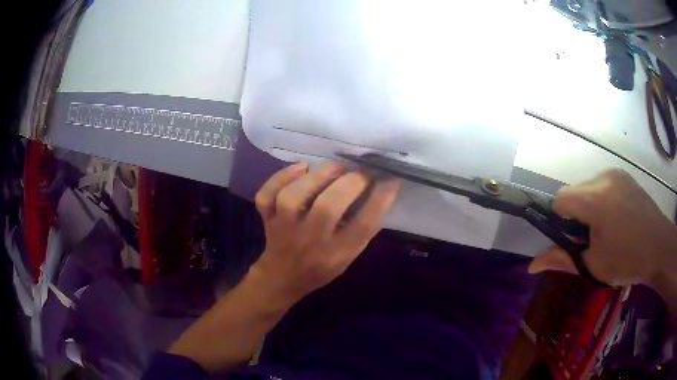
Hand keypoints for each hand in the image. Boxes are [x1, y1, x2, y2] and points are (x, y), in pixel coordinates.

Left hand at [250, 162, 399, 304]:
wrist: (282, 278)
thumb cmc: (321, 267)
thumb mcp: (348, 257)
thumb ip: (362, 230)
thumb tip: (380, 192)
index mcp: (335, 254)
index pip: (362, 226)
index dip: (379, 200)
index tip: (390, 180)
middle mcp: (309, 241)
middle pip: (327, 208)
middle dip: (349, 184)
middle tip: (361, 173)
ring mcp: (283, 228)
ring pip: (293, 197)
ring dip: (316, 177)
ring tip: (335, 168)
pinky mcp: (267, 218)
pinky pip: (266, 196)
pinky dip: (280, 177)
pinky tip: (301, 168)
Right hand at [529, 169, 676, 286]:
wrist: (659, 247)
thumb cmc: (628, 261)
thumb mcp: (594, 266)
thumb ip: (562, 260)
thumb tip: (532, 265)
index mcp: (595, 201)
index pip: (560, 199)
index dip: (559, 220)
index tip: (571, 239)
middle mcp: (603, 179)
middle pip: (574, 192)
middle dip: (575, 215)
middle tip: (590, 239)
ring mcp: (615, 174)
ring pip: (587, 187)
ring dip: (588, 207)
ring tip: (605, 228)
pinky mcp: (623, 175)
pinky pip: (601, 184)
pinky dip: (600, 199)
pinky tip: (615, 217)